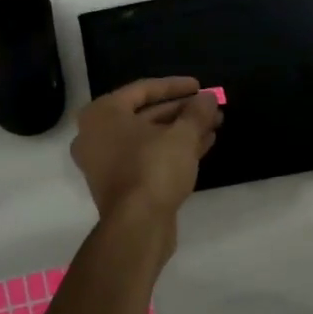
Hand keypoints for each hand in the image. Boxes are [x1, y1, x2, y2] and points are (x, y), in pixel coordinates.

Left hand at [71, 78, 220, 253]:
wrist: (137, 227)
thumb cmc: (153, 168)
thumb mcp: (182, 136)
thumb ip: (196, 112)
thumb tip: (209, 97)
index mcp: (102, 114)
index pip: (142, 90)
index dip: (175, 86)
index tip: (200, 86)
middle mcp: (97, 135)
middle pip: (146, 114)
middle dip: (182, 110)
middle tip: (210, 107)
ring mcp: (106, 162)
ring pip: (149, 137)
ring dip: (181, 130)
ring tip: (214, 124)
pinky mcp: (120, 184)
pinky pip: (148, 157)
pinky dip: (173, 149)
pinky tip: (204, 144)